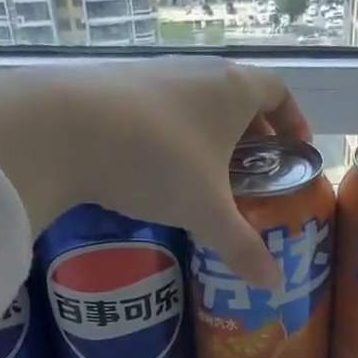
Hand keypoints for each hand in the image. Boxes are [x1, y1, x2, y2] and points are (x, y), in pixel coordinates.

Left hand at [0, 58, 307, 288]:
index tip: (295, 151)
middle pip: (237, 97)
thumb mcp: (205, 212)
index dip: (293, 121)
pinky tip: (157, 170)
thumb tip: (274, 285)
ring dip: (209, 136)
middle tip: (253, 175)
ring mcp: (153, 74)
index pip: (278, 91)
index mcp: (232, 89)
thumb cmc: (156, 162)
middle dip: (252, 135)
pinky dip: (172, 136)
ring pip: (196, 103)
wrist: (62, 129)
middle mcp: (197, 72)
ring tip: (207, 178)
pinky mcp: (115, 87)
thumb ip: (242, 247)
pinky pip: (160, 110)